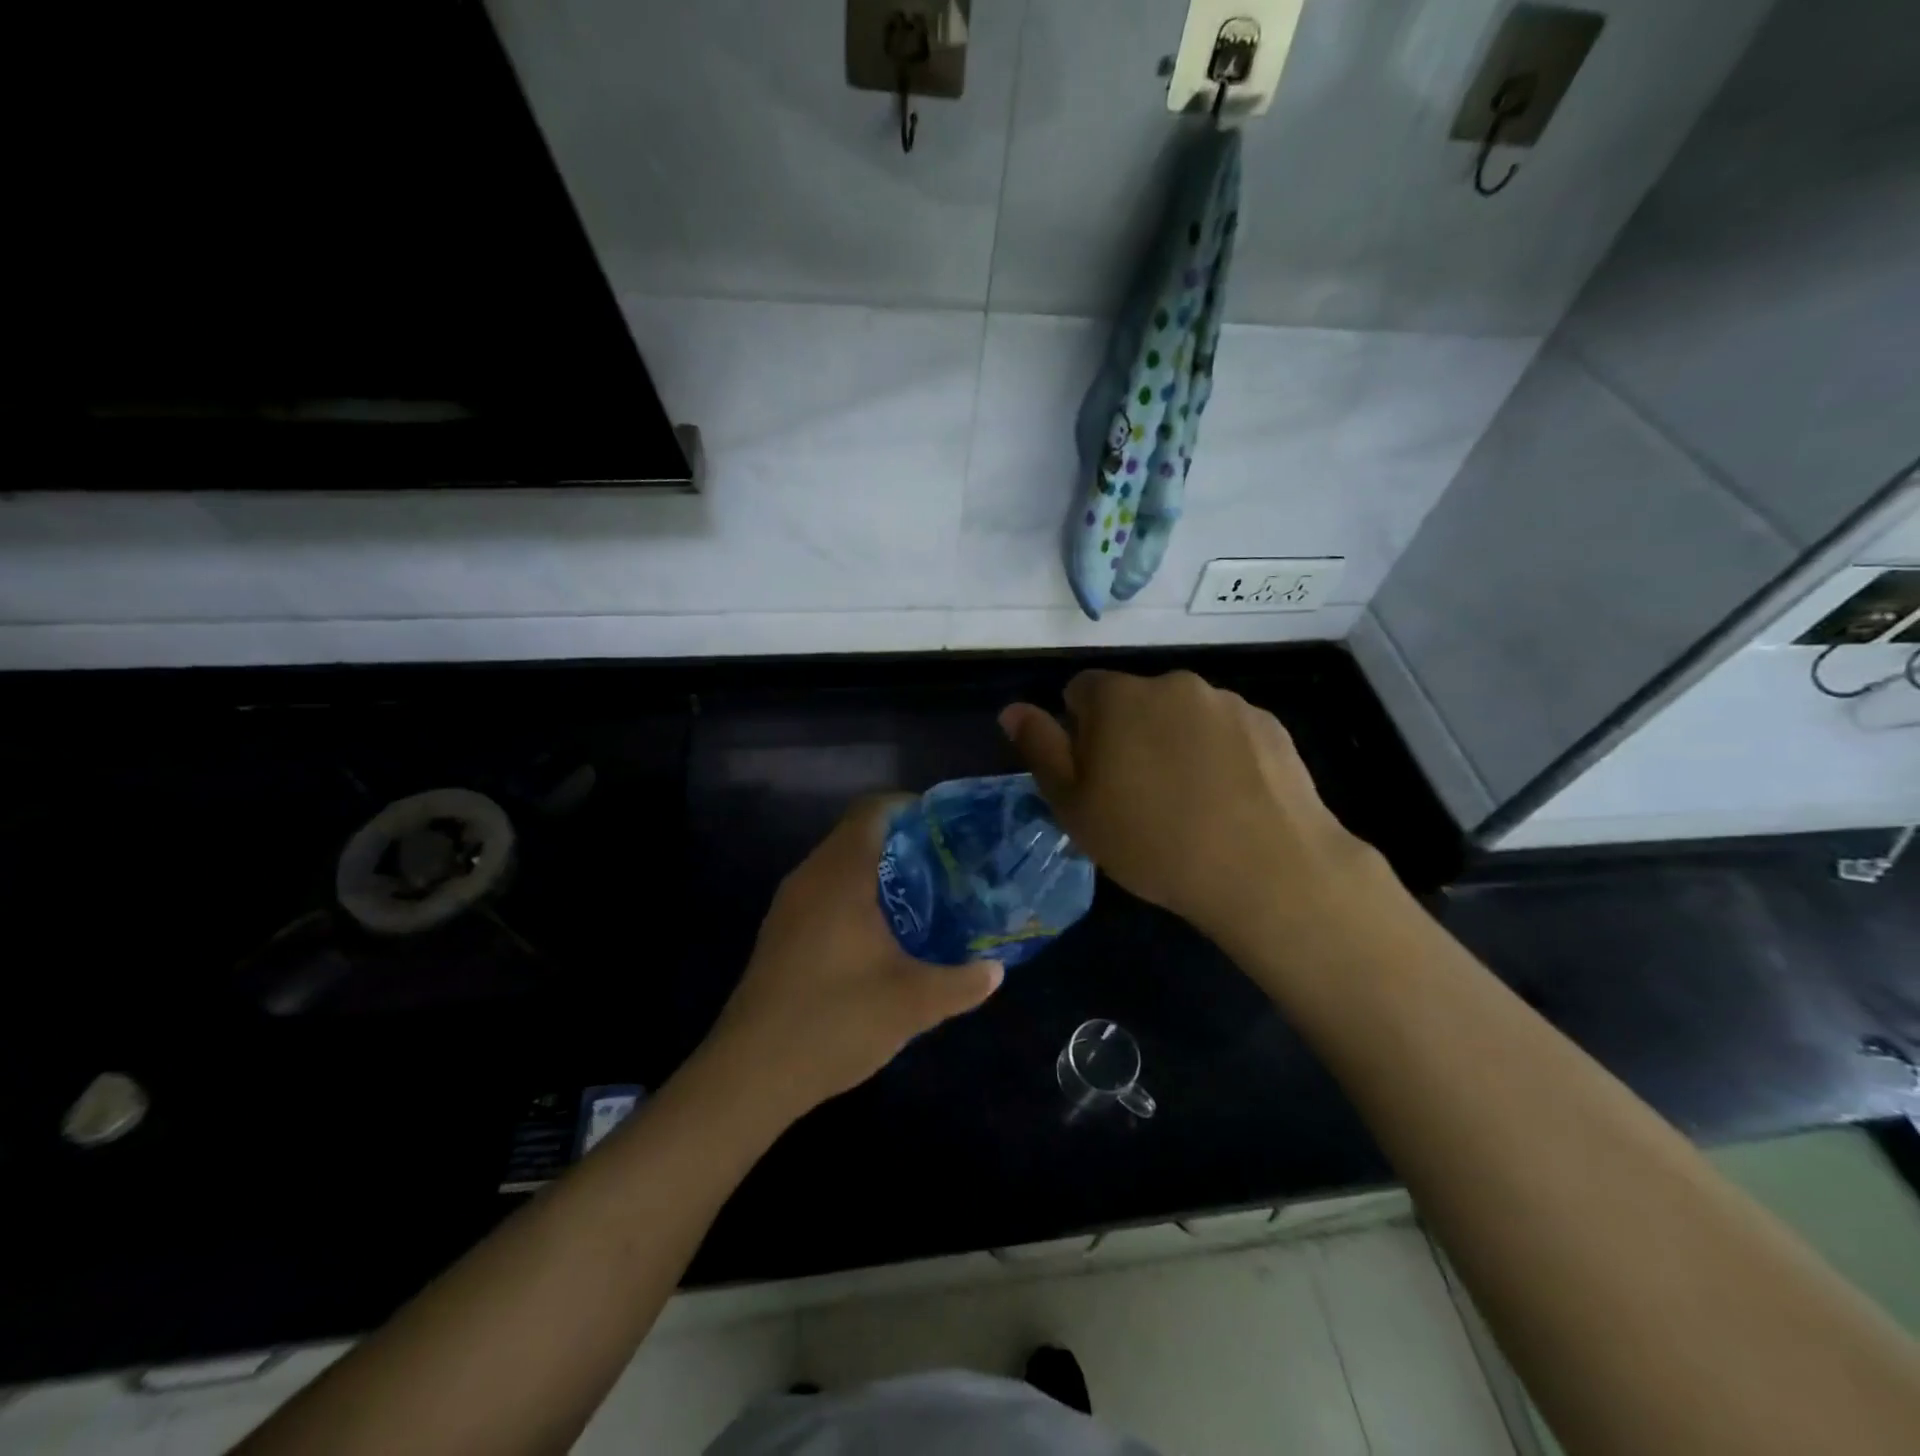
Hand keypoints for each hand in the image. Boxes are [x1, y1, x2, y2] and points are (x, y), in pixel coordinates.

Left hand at [705, 798, 1003, 1119]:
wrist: (750, 1074)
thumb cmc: (835, 1020)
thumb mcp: (913, 1003)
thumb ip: (962, 982)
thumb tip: (996, 970)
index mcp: (839, 875)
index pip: (872, 810)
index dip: (909, 807)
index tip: (946, 827)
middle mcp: (809, 878)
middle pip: (856, 835)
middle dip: (902, 843)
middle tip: (946, 866)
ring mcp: (788, 907)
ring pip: (838, 867)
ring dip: (878, 874)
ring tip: (923, 898)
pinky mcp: (780, 935)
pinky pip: (824, 895)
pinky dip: (855, 898)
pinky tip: (882, 937)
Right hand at [999, 670, 1383, 950]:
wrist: (1265, 870)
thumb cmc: (1152, 841)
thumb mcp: (1075, 806)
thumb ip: (1040, 749)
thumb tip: (1013, 709)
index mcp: (1118, 697)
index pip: (1081, 691)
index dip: (1079, 732)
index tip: (1095, 777)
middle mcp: (1173, 684)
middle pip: (1134, 701)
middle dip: (1128, 734)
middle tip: (1139, 796)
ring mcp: (1226, 702)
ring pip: (1182, 716)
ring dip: (1176, 743)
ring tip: (1191, 804)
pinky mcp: (1269, 725)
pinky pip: (1226, 732)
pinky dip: (1220, 755)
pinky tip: (1230, 801)